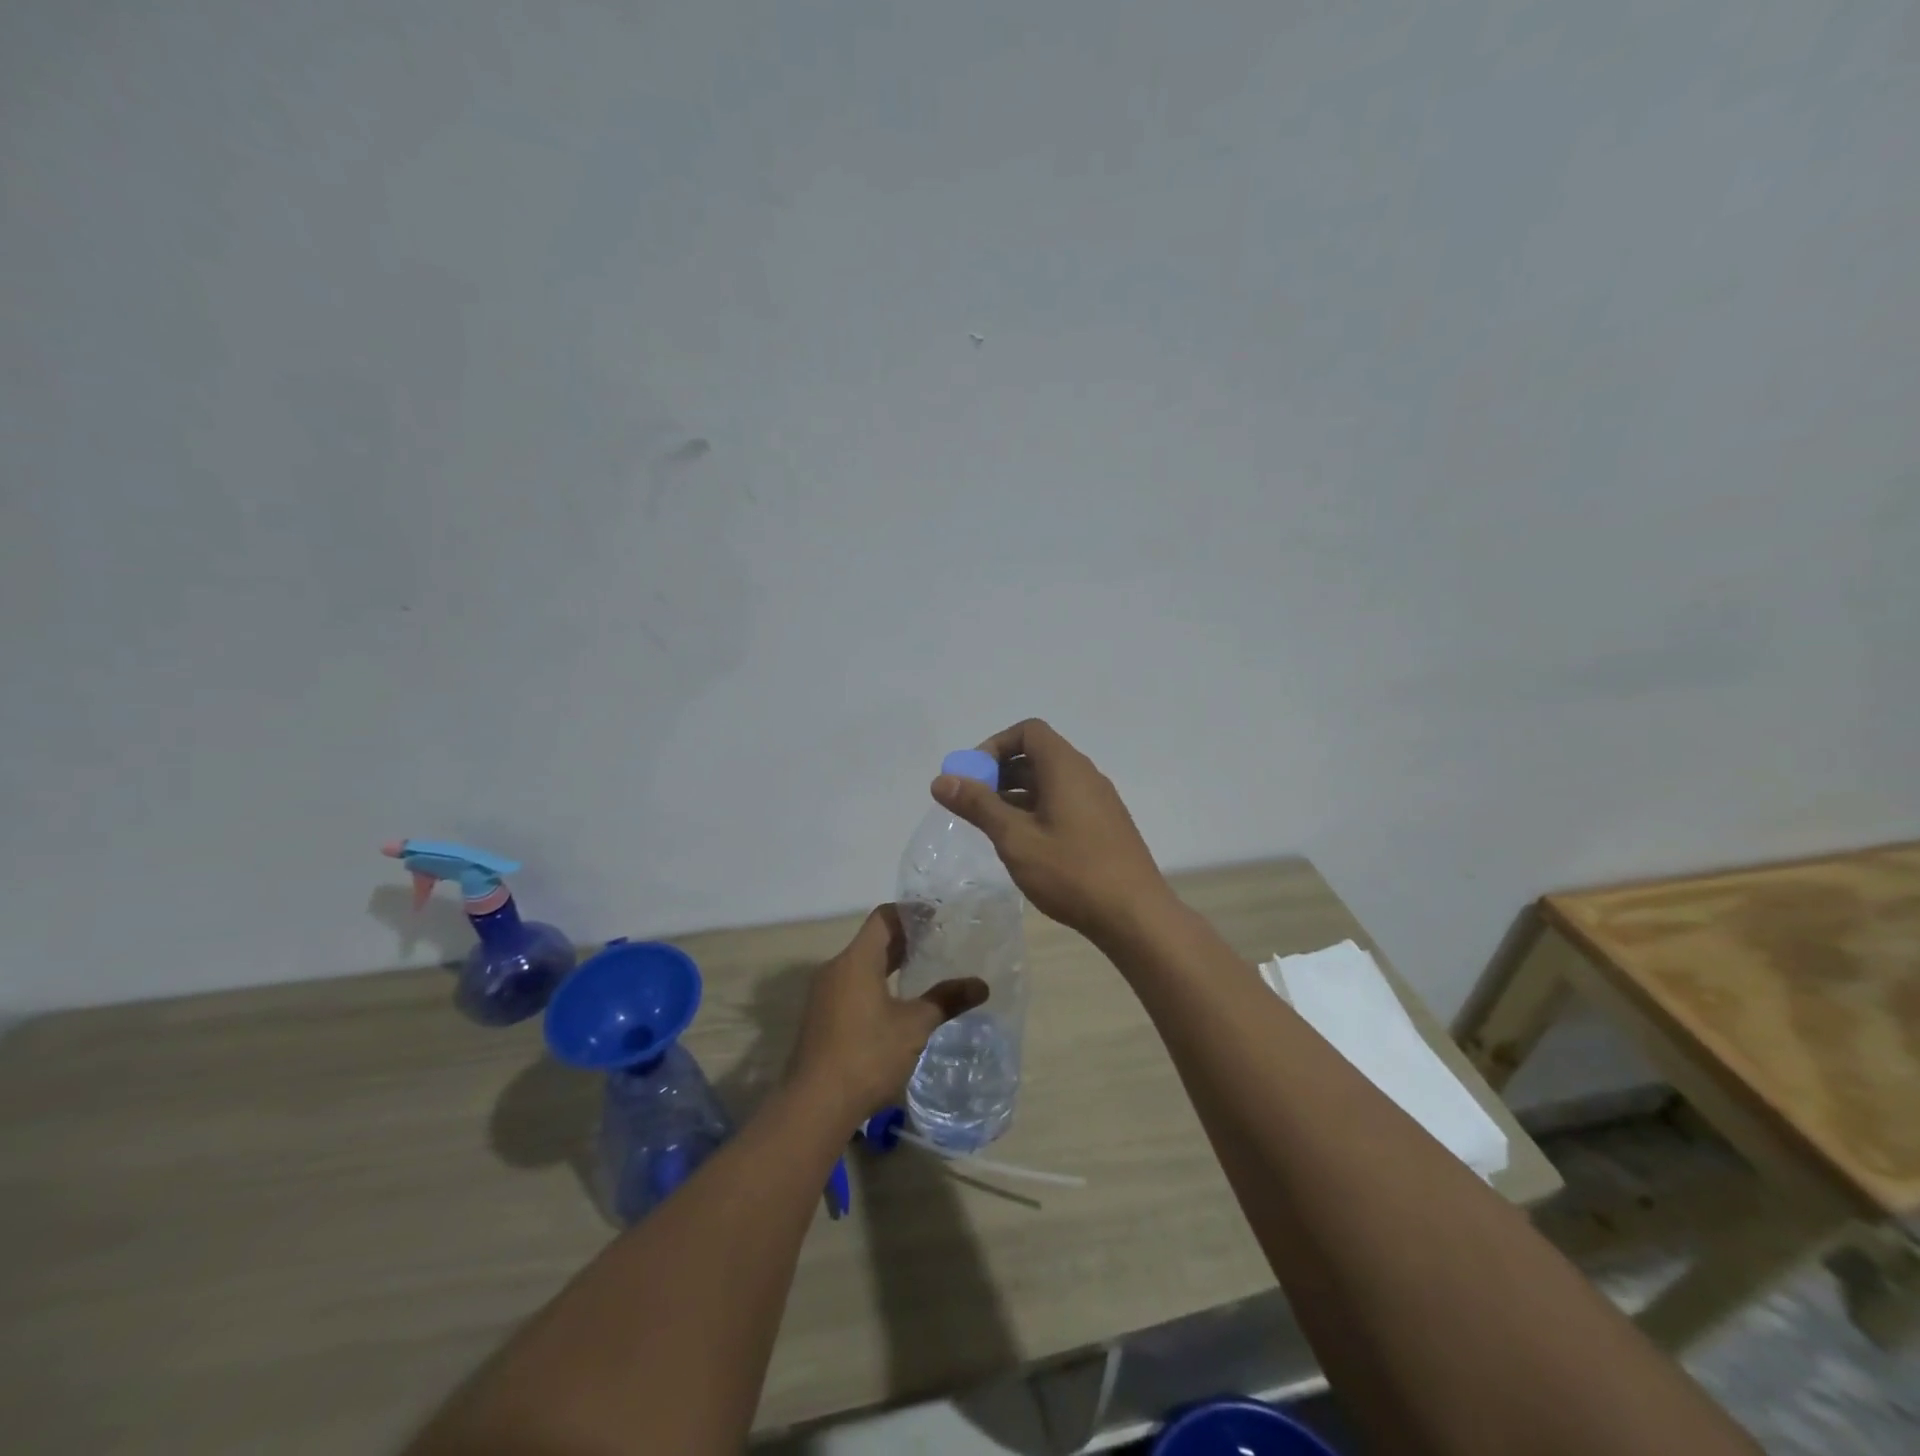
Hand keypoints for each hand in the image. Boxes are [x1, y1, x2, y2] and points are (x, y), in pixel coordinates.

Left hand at [788, 905, 987, 1122]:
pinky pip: (852, 986)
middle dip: (905, 940)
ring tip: (922, 971)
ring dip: (890, 964)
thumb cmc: (867, 1055)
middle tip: (938, 942)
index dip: (911, 913)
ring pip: (861, 965)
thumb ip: (946, 1000)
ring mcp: (824, 994)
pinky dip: (876, 983)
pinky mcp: (821, 1017)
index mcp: (856, 960)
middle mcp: (836, 969)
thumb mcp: (914, 1027)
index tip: (937, 916)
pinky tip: (897, 1004)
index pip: (884, 918)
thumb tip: (981, 985)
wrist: (814, 1105)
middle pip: (872, 941)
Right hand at [932, 718, 1174, 945]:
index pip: (1028, 731)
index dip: (995, 746)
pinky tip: (1024, 845)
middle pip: (1038, 755)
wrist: (1135, 916)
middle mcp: (1085, 775)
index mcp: (1065, 767)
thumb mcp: (1015, 838)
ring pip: (1050, 782)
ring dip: (1017, 795)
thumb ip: (978, 805)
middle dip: (1001, 773)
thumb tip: (942, 780)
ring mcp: (1099, 801)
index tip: (973, 776)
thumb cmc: (1071, 872)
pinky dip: (1037, 810)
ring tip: (992, 827)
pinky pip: (1064, 802)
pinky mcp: (1104, 826)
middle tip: (974, 804)